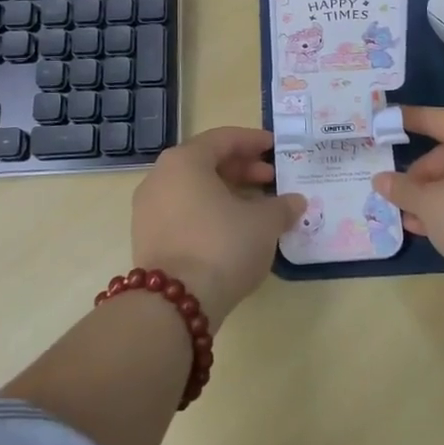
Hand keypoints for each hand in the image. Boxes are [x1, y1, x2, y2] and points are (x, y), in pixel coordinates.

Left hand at [131, 127, 302, 323]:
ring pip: (194, 189)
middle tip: (271, 179)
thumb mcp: (263, 223)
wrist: (174, 306)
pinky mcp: (147, 238)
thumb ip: (282, 206)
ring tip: (257, 206)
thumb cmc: (222, 246)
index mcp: (185, 161)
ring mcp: (148, 209)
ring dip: (227, 192)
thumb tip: (296, 201)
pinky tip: (234, 229)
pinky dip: (209, 212)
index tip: (275, 147)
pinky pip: (183, 211)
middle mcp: (160, 177)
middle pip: (206, 162)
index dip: (253, 141)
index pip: (223, 139)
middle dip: (242, 168)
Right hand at [371, 106, 443, 286]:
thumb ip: (403, 190)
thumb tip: (380, 180)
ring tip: (414, 221)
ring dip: (438, 196)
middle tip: (400, 198)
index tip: (385, 122)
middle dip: (423, 177)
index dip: (409, 121)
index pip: (439, 119)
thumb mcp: (432, 206)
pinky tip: (441, 229)